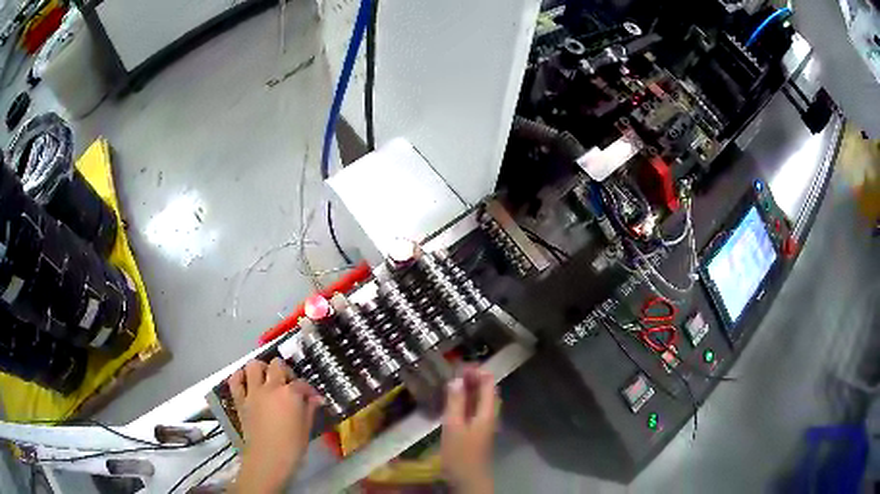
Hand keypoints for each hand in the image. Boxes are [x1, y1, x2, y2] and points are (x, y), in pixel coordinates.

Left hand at [229, 358, 322, 493]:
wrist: (267, 459)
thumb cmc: (292, 447)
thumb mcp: (306, 428)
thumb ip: (310, 409)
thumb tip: (316, 398)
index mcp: (290, 394)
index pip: (302, 383)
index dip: (309, 390)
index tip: (312, 398)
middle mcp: (270, 387)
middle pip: (277, 365)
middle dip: (285, 371)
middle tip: (289, 384)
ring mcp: (253, 392)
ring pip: (254, 365)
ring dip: (262, 368)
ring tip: (267, 378)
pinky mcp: (240, 400)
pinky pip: (235, 380)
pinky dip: (240, 376)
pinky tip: (246, 380)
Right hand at [441, 366, 496, 493]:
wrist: (469, 479)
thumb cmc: (461, 454)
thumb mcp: (454, 426)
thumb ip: (455, 403)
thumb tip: (456, 380)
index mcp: (488, 412)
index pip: (489, 384)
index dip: (478, 371)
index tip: (461, 364)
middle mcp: (490, 415)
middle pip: (486, 391)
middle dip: (474, 378)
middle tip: (455, 370)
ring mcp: (484, 424)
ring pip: (480, 400)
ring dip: (469, 389)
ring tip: (452, 382)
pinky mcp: (477, 432)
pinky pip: (474, 409)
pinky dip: (466, 401)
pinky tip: (453, 402)